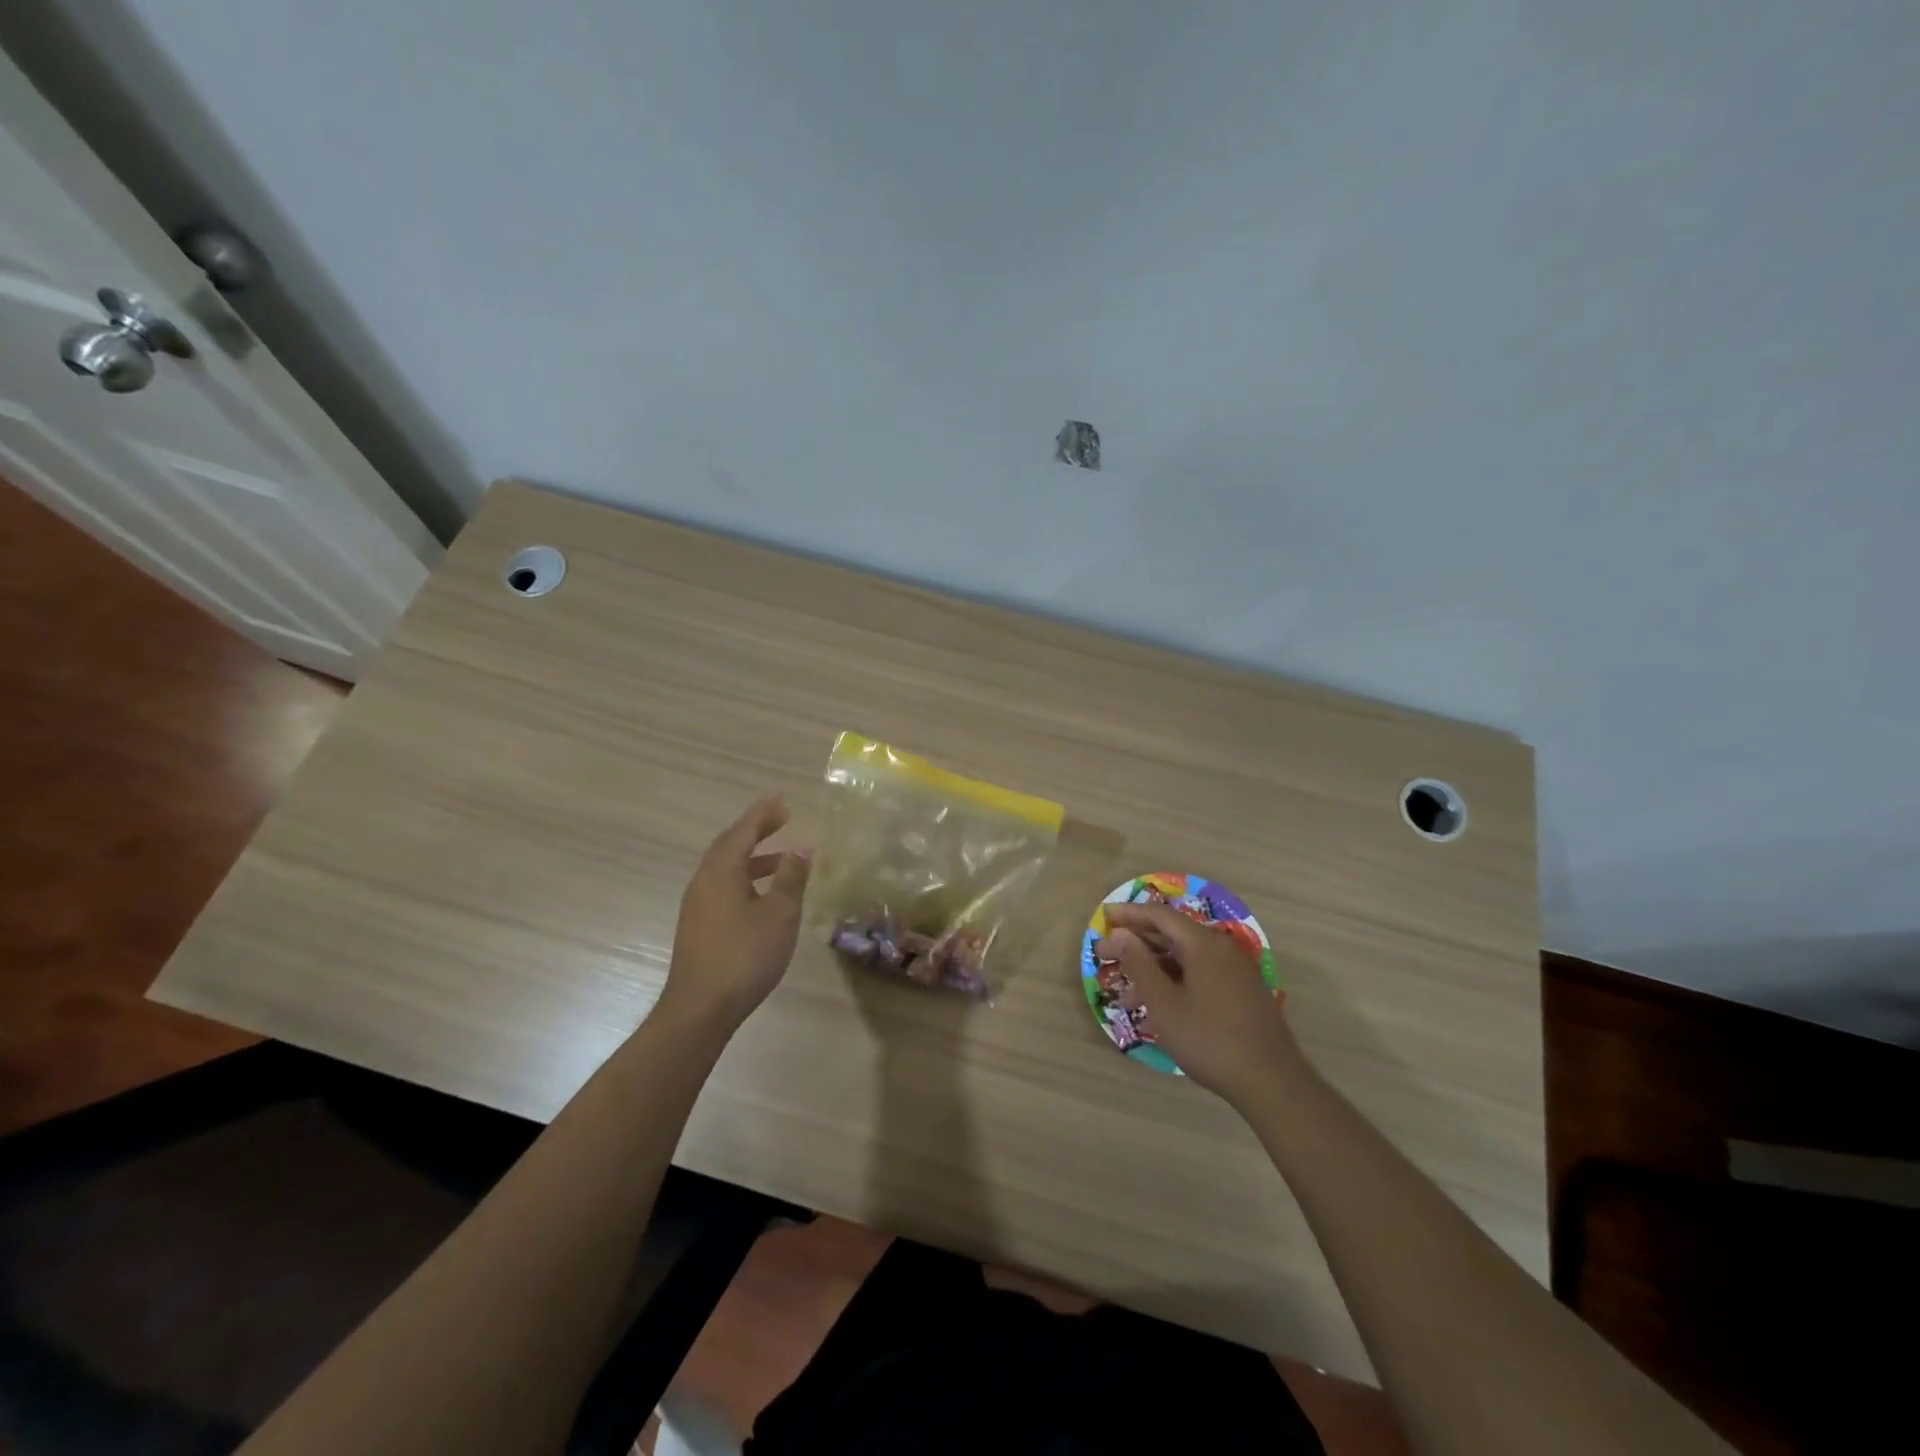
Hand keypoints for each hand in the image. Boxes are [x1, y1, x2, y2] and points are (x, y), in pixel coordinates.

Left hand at [661, 795, 811, 1030]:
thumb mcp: (779, 913)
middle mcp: (704, 881)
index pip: (744, 830)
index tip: (784, 802)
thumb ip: (790, 878)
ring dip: (754, 858)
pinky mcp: (699, 926)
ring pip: (727, 869)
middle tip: (782, 821)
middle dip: (756, 831)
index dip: (764, 814)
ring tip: (784, 860)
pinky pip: (724, 888)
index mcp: (721, 870)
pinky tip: (765, 897)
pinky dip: (747, 879)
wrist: (701, 1008)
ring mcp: (698, 905)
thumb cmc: (745, 954)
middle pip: (730, 845)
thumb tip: (800, 850)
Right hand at [1095, 902, 1303, 1105]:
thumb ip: (1139, 964)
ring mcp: (1235, 971)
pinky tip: (1159, 1007)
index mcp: (1203, 944)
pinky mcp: (1242, 992)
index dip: (1129, 914)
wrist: (1272, 1083)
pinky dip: (1175, 981)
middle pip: (1172, 934)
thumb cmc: (1210, 1040)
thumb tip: (1121, 934)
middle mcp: (1222, 948)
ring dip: (1154, 969)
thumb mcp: (1164, 1004)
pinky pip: (1200, 974)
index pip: (1160, 915)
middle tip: (1106, 956)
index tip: (1103, 917)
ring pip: (1185, 958)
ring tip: (1126, 994)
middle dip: (1137, 943)